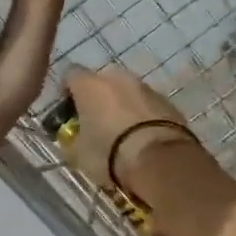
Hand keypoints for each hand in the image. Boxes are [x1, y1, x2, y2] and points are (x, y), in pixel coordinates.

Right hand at [63, 66, 201, 199]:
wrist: (160, 161)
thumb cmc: (109, 153)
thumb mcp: (78, 154)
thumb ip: (73, 138)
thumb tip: (75, 136)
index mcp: (90, 85)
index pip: (70, 74)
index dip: (67, 92)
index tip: (68, 112)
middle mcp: (118, 78)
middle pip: (102, 81)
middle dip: (98, 98)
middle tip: (96, 123)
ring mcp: (147, 88)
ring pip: (128, 92)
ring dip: (122, 106)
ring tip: (122, 134)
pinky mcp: (169, 103)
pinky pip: (148, 105)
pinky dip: (143, 116)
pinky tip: (143, 138)